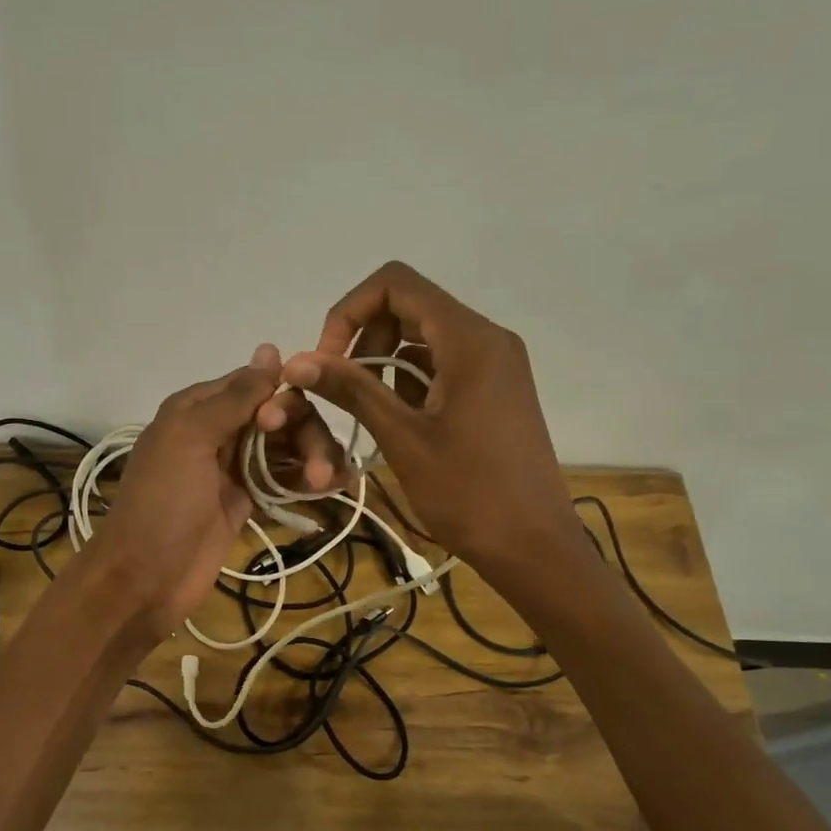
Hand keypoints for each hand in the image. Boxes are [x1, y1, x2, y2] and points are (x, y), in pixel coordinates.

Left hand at [86, 345, 344, 639]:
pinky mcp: (248, 502)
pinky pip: (285, 481)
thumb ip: (233, 397)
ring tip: (326, 484)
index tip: (279, 426)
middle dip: (305, 434)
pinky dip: (310, 481)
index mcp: (199, 408)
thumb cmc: (163, 503)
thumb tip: (271, 349)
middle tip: (318, 469)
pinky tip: (337, 486)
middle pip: (281, 417)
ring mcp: (235, 469)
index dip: (280, 399)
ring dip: (314, 458)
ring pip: (288, 448)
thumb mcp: (190, 437)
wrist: (146, 578)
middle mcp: (220, 431)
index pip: (256, 385)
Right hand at [282, 262, 580, 579]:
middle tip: (340, 389)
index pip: (396, 284)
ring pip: (424, 337)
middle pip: (410, 306)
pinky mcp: (496, 389)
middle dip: (364, 338)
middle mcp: (487, 338)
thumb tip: (296, 360)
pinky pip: (443, 364)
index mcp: (469, 339)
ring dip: (384, 362)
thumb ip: (352, 390)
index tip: (328, 360)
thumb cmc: (469, 493)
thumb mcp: (403, 439)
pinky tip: (395, 420)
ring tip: (364, 410)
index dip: (350, 311)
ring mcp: (496, 364)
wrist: (533, 546)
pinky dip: (410, 380)